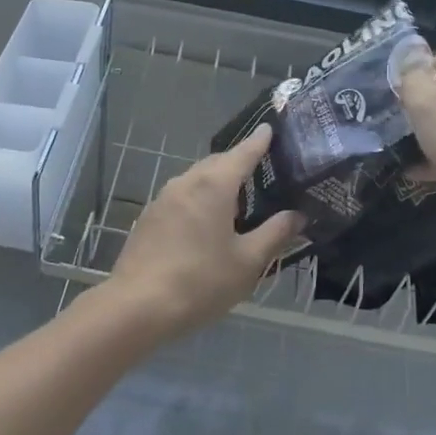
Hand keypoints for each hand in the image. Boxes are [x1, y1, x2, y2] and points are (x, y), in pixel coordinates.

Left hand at [109, 125, 303, 337]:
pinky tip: (207, 223)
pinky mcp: (149, 218)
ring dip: (217, 183)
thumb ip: (275, 234)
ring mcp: (162, 199)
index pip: (243, 153)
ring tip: (239, 200)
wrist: (137, 306)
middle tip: (263, 171)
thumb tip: (298, 215)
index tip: (270, 128)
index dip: (259, 141)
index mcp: (213, 185)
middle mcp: (186, 182)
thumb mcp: (247, 262)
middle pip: (217, 164)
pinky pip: (182, 197)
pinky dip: (199, 200)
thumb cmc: (201, 281)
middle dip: (239, 163)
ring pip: (196, 180)